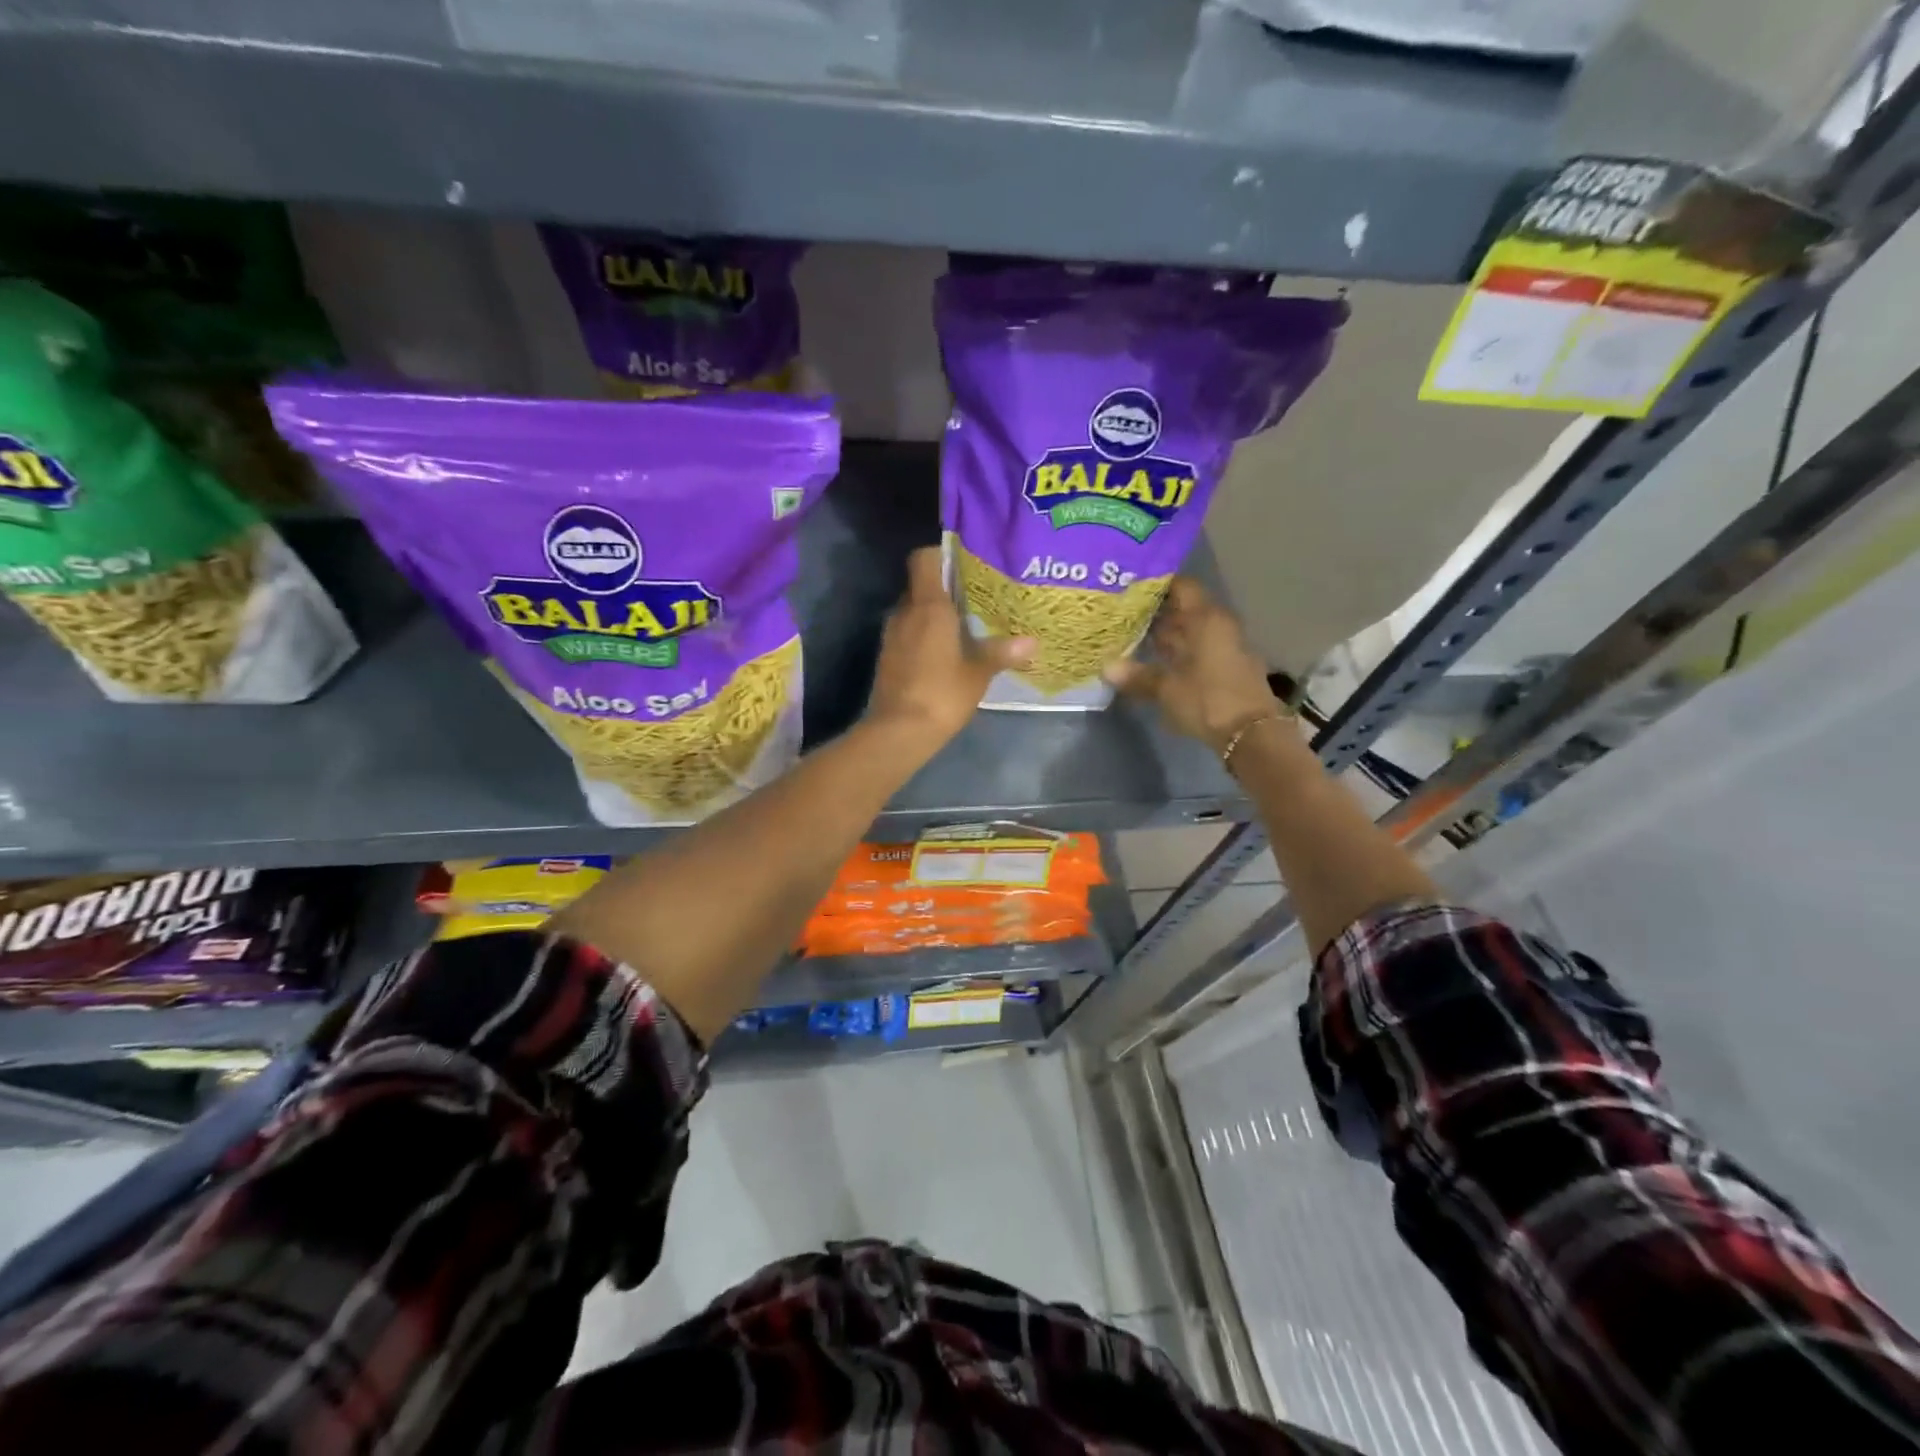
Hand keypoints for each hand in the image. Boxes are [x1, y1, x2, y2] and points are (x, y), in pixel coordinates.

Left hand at [864, 547, 1034, 750]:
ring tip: (962, 625)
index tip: (963, 563)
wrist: (898, 731)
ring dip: (932, 614)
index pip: (923, 559)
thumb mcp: (978, 673)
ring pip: (912, 610)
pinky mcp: (887, 656)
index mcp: (928, 606)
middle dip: (943, 588)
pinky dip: (922, 635)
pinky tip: (944, 652)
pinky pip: (906, 633)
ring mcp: (891, 634)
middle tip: (973, 597)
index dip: (940, 554)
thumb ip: (1002, 653)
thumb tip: (1032, 642)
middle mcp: (905, 612)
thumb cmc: (942, 693)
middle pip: (920, 585)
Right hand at [1105, 578, 1284, 752]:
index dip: (1157, 584)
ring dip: (1165, 634)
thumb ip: (1138, 676)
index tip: (1130, 586)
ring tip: (1130, 635)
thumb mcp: (1167, 689)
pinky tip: (1154, 660)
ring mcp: (1225, 647)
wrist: (1252, 734)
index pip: (1181, 587)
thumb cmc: (1208, 700)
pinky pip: (1197, 649)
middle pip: (1185, 609)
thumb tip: (1106, 668)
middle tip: (1121, 612)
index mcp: (1206, 619)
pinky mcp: (1226, 668)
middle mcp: (1218, 626)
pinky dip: (1177, 652)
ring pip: (1190, 632)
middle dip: (1156, 611)